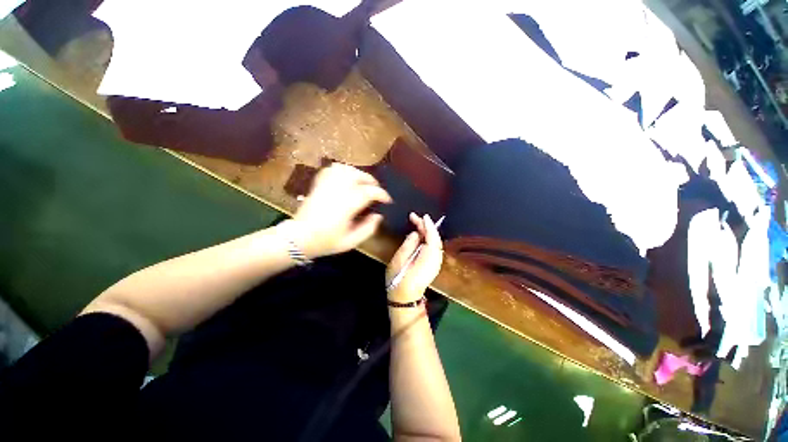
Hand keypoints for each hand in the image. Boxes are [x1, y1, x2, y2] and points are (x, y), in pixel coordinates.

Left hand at [292, 163, 391, 257]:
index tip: (387, 200)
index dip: (381, 194)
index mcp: (346, 207)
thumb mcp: (351, 242)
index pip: (368, 192)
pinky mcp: (318, 185)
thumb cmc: (325, 242)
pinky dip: (342, 170)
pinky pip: (330, 170)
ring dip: (357, 173)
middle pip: (357, 176)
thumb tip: (378, 216)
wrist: (298, 238)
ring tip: (363, 182)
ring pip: (344, 169)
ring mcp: (325, 186)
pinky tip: (346, 177)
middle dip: (371, 180)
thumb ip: (368, 229)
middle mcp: (336, 192)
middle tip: (376, 189)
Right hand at [386, 213, 443, 301]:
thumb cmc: (399, 278)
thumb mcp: (399, 259)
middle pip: (434, 238)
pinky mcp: (433, 264)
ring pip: (435, 242)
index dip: (428, 225)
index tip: (422, 216)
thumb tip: (415, 233)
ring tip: (416, 223)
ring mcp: (436, 262)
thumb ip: (408, 244)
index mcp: (428, 256)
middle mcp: (436, 258)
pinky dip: (428, 239)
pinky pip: (433, 247)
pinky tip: (420, 235)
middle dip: (426, 226)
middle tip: (414, 217)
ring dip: (427, 232)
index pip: (431, 236)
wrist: (405, 298)